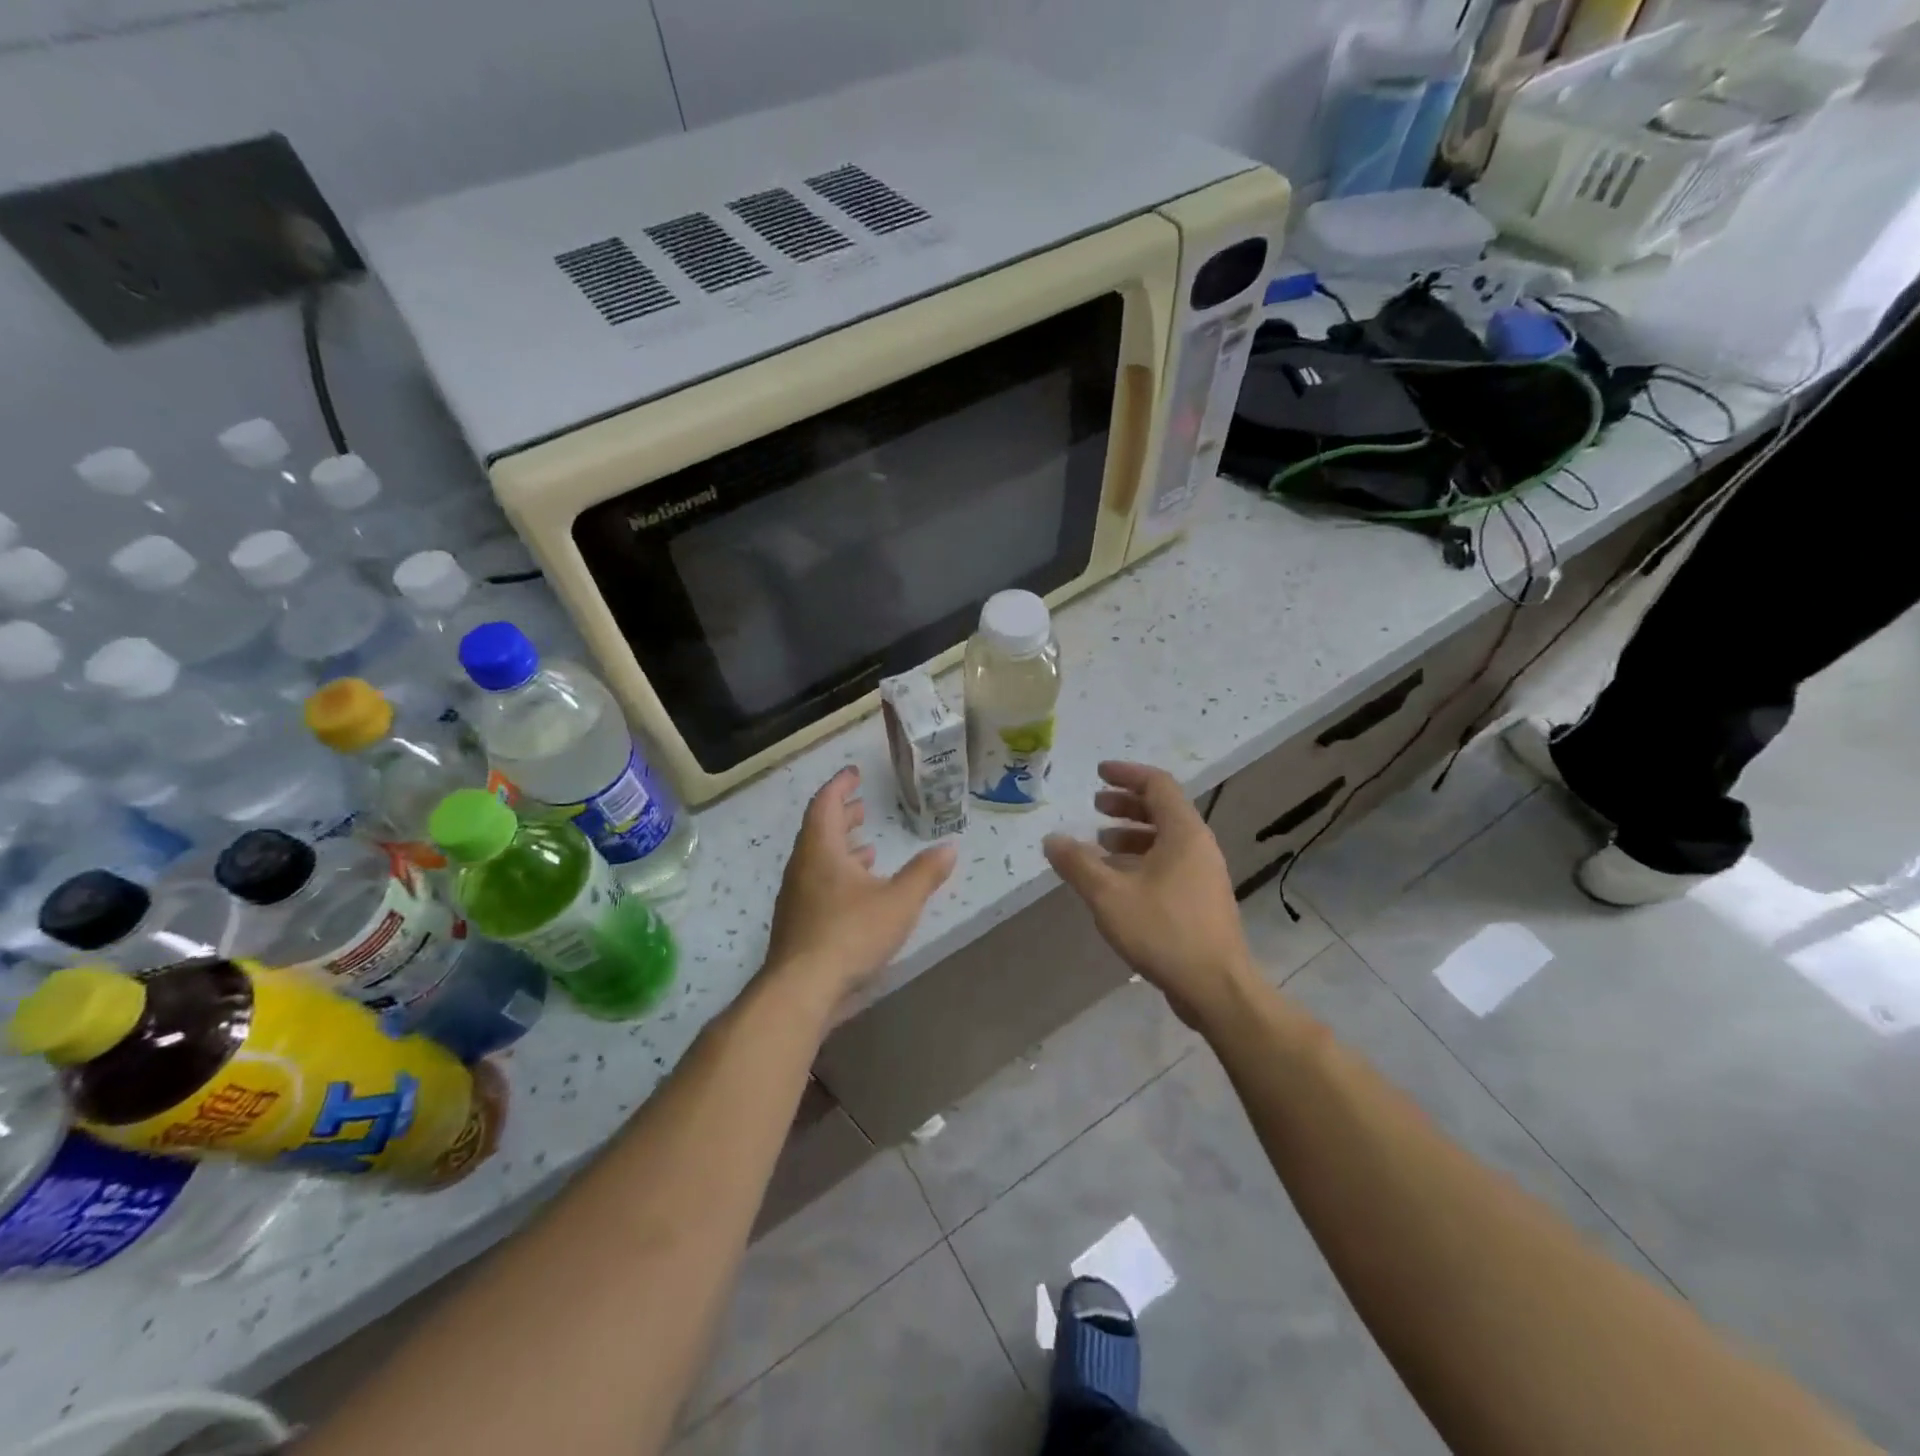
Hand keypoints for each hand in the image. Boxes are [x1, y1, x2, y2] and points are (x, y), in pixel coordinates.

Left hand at [763, 767, 957, 1013]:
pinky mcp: (797, 923)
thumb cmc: (850, 933)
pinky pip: (817, 884)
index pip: (826, 803)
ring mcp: (796, 897)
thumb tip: (949, 847)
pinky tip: (858, 894)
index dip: (841, 785)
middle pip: (818, 830)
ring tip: (868, 849)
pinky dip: (838, 876)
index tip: (855, 773)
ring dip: (841, 849)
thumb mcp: (899, 901)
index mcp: (821, 849)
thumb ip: (925, 873)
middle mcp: (803, 867)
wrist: (801, 989)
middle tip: (862, 807)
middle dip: (842, 816)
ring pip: (817, 860)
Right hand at [1043, 761, 1256, 1028]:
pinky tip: (1116, 882)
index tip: (1098, 773)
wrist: (1216, 987)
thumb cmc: (1163, 931)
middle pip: (1162, 809)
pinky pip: (1168, 864)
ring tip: (1099, 845)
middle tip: (1094, 806)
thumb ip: (1077, 863)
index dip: (1126, 774)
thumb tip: (1052, 839)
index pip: (1157, 784)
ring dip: (1131, 835)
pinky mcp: (1201, 901)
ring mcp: (1203, 874)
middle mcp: (1199, 846)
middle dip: (1126, 804)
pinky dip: (1140, 861)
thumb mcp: (1108, 895)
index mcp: (1184, 833)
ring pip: (1165, 840)